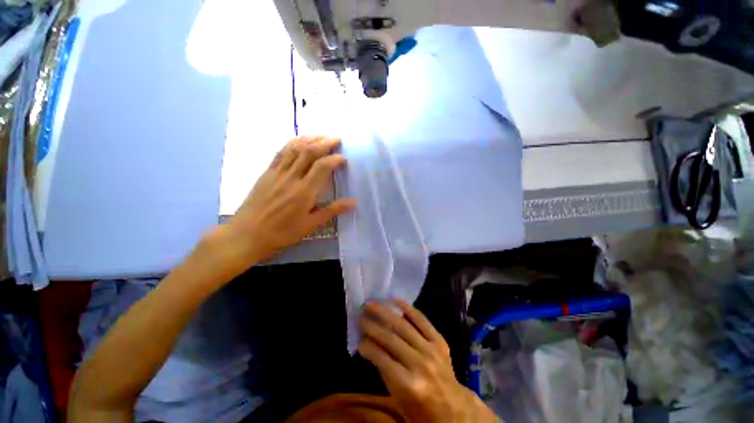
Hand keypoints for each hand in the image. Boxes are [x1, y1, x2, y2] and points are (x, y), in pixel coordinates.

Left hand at [204, 136, 354, 276]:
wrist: (247, 234)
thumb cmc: (282, 232)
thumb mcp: (310, 225)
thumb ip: (332, 210)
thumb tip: (353, 202)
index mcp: (304, 191)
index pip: (322, 167)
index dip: (335, 159)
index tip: (343, 158)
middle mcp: (291, 177)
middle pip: (309, 152)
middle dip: (324, 142)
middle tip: (336, 138)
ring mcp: (277, 173)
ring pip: (294, 148)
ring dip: (309, 139)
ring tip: (321, 135)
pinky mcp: (267, 172)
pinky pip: (280, 152)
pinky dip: (292, 143)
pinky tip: (299, 140)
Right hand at [358, 300, 497, 422]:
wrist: (454, 409)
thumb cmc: (421, 409)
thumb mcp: (398, 398)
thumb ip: (383, 370)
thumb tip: (368, 346)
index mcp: (409, 385)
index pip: (382, 359)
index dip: (367, 346)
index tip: (358, 339)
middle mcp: (420, 363)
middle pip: (391, 338)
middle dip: (372, 325)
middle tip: (360, 316)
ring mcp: (431, 349)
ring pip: (403, 325)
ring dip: (385, 312)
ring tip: (372, 304)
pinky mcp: (439, 341)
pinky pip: (422, 320)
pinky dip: (408, 308)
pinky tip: (395, 300)